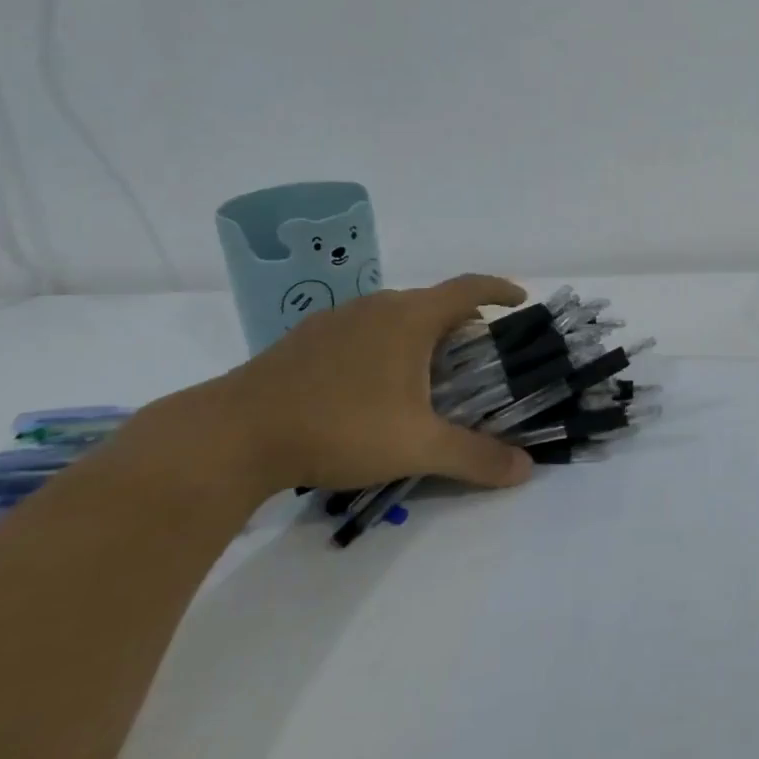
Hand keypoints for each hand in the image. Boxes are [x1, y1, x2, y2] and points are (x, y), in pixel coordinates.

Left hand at [205, 274, 536, 495]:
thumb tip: (526, 470)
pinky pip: (363, 330)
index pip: (469, 288)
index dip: (500, 290)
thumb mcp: (417, 447)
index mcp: (410, 317)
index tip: (521, 301)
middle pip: (433, 302)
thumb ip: (475, 457)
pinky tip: (371, 388)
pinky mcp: (305, 339)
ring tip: (428, 375)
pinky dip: (384, 346)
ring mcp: (337, 319)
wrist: (231, 436)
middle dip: (462, 324)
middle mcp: (377, 306)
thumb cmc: (339, 427)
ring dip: (421, 335)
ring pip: (395, 316)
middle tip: (477, 359)